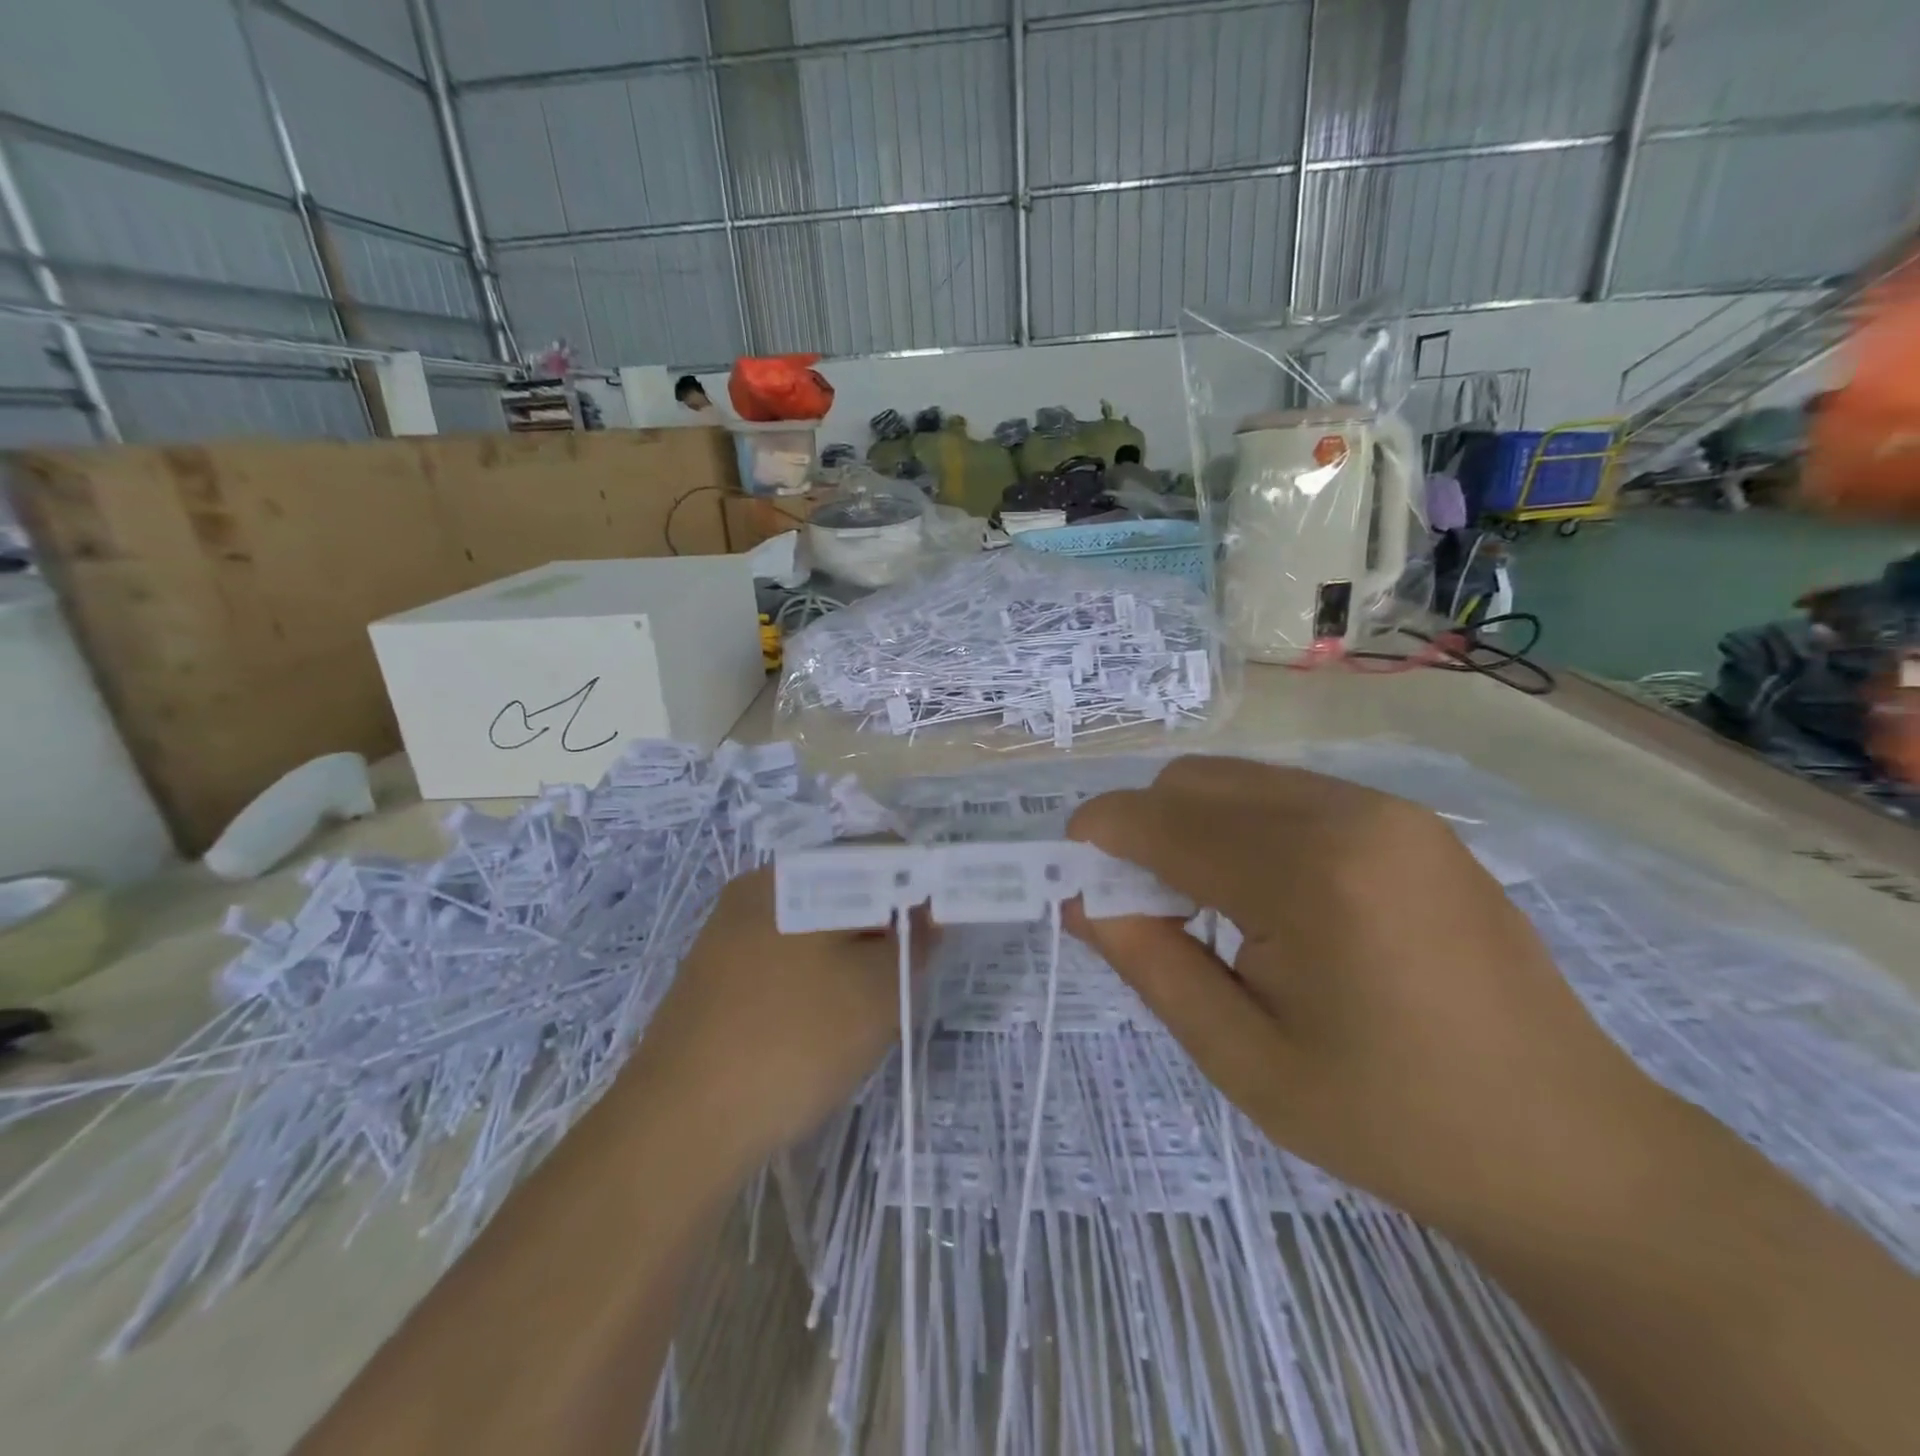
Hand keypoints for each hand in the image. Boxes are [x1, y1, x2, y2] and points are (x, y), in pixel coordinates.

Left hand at [624, 868, 922, 1172]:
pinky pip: (783, 958)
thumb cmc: (792, 1043)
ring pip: (814, 927)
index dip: (919, 885)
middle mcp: (756, 891)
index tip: (938, 930)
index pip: (877, 855)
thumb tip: (923, 916)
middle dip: (884, 924)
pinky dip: (816, 978)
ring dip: (852, 954)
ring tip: (865, 1008)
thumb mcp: (876, 991)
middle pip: (844, 887)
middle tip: (903, 976)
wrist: (677, 1129)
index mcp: (794, 876)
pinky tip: (820, 1025)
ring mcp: (728, 934)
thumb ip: (912, 944)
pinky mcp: (715, 977)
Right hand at [1066, 756, 1668, 1233]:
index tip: (1070, 877)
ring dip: (1193, 827)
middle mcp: (1348, 814)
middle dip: (1143, 830)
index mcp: (1308, 876)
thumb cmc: (1389, 1120)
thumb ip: (1149, 963)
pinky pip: (1289, 795)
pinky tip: (1269, 900)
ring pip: (1239, 780)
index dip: (1097, 838)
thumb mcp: (1242, 1060)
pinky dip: (1245, 827)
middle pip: (1194, 781)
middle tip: (1146, 910)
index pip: (1160, 820)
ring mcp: (1388, 809)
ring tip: (1210, 910)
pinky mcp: (1410, 820)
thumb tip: (1080, 899)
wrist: (1567, 1147)